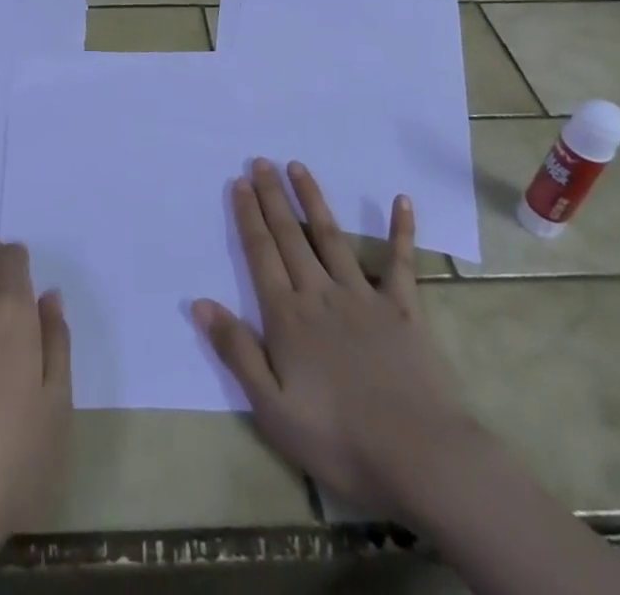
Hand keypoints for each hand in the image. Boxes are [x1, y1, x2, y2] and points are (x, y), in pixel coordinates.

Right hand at [193, 159, 470, 515]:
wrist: (419, 457)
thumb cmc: (338, 439)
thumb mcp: (272, 407)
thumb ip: (237, 351)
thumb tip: (200, 303)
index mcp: (287, 316)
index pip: (261, 254)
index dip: (248, 216)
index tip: (239, 182)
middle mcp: (320, 293)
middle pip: (290, 236)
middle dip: (273, 197)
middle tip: (261, 161)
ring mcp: (363, 296)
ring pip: (331, 237)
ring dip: (313, 199)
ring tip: (298, 167)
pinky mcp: (403, 308)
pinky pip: (401, 262)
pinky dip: (401, 230)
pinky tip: (401, 200)